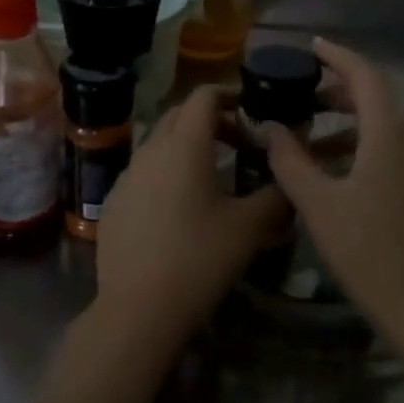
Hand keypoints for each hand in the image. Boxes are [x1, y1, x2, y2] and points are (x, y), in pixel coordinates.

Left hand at [93, 85, 288, 348]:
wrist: (138, 308)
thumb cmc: (200, 258)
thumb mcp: (250, 227)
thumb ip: (276, 195)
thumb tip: (290, 181)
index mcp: (185, 145)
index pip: (204, 95)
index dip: (230, 94)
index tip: (251, 111)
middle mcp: (151, 149)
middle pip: (180, 115)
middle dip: (210, 120)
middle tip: (238, 143)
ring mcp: (127, 175)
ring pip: (159, 144)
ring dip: (187, 147)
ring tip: (212, 177)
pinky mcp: (114, 201)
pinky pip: (143, 172)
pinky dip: (165, 174)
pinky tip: (179, 209)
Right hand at [266, 39, 403, 332]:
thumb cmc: (371, 253)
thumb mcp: (319, 206)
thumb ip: (290, 161)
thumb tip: (271, 128)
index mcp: (392, 133)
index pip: (365, 74)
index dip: (337, 55)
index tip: (311, 47)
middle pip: (378, 99)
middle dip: (338, 93)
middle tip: (303, 99)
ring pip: (388, 128)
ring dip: (351, 126)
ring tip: (312, 144)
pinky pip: (400, 151)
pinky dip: (369, 149)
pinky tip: (343, 176)